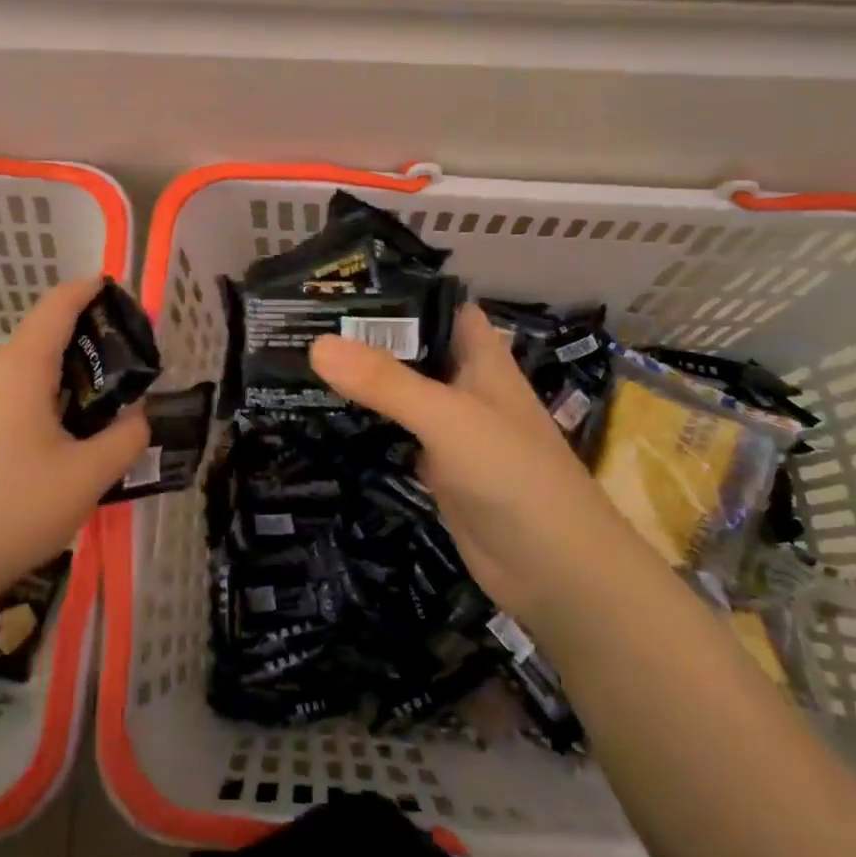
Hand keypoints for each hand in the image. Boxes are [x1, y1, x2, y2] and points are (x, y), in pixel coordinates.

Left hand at [0, 277, 149, 606]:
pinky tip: (62, 432)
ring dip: (66, 371)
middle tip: (130, 368)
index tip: (122, 292)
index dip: (90, 290)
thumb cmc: (16, 509)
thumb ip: (127, 436)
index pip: (58, 304)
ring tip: (103, 403)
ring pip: (27, 363)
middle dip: (88, 339)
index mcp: (20, 366)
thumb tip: (138, 416)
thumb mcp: (89, 475)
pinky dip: (42, 392)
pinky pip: (10, 388)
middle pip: (44, 332)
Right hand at [310, 303, 656, 626]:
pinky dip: (365, 427)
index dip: (396, 292)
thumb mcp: (447, 417)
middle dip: (365, 337)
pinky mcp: (436, 469)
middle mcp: (464, 386)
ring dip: (361, 382)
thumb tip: (316, 344)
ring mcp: (450, 429)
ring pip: (399, 394)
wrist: (555, 571)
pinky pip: (394, 436)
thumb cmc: (512, 474)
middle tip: (301, 324)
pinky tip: (322, 419)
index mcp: (480, 357)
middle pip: (411, 350)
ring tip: (299, 363)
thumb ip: (385, 382)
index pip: (437, 306)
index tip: (339, 285)